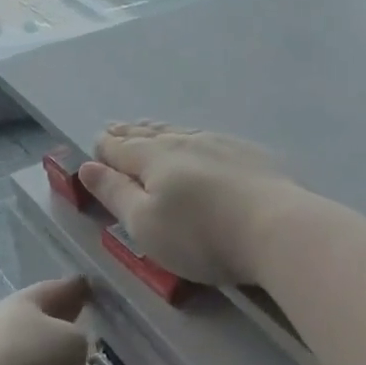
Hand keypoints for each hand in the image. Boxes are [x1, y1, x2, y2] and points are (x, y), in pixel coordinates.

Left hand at [0, 277, 91, 364]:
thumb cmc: (33, 360)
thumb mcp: (74, 342)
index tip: (91, 286)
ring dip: (46, 347)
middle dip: (60, 316)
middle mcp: (3, 321)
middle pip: (38, 315)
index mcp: (24, 301)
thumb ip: (78, 336)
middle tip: (83, 316)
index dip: (76, 287)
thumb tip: (69, 342)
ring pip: (28, 344)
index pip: (56, 288)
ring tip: (69, 354)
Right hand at [78, 123, 296, 285]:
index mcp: (155, 158)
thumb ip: (115, 194)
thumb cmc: (200, 236)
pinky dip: (193, 138)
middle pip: (151, 134)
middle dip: (130, 133)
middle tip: (116, 128)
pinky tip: (199, 142)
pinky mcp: (252, 155)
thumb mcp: (145, 224)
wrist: (277, 229)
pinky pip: (210, 138)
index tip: (96, 142)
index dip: (106, 147)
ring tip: (150, 129)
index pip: (122, 148)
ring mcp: (223, 144)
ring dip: (160, 131)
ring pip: (182, 132)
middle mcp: (187, 142)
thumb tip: (87, 166)